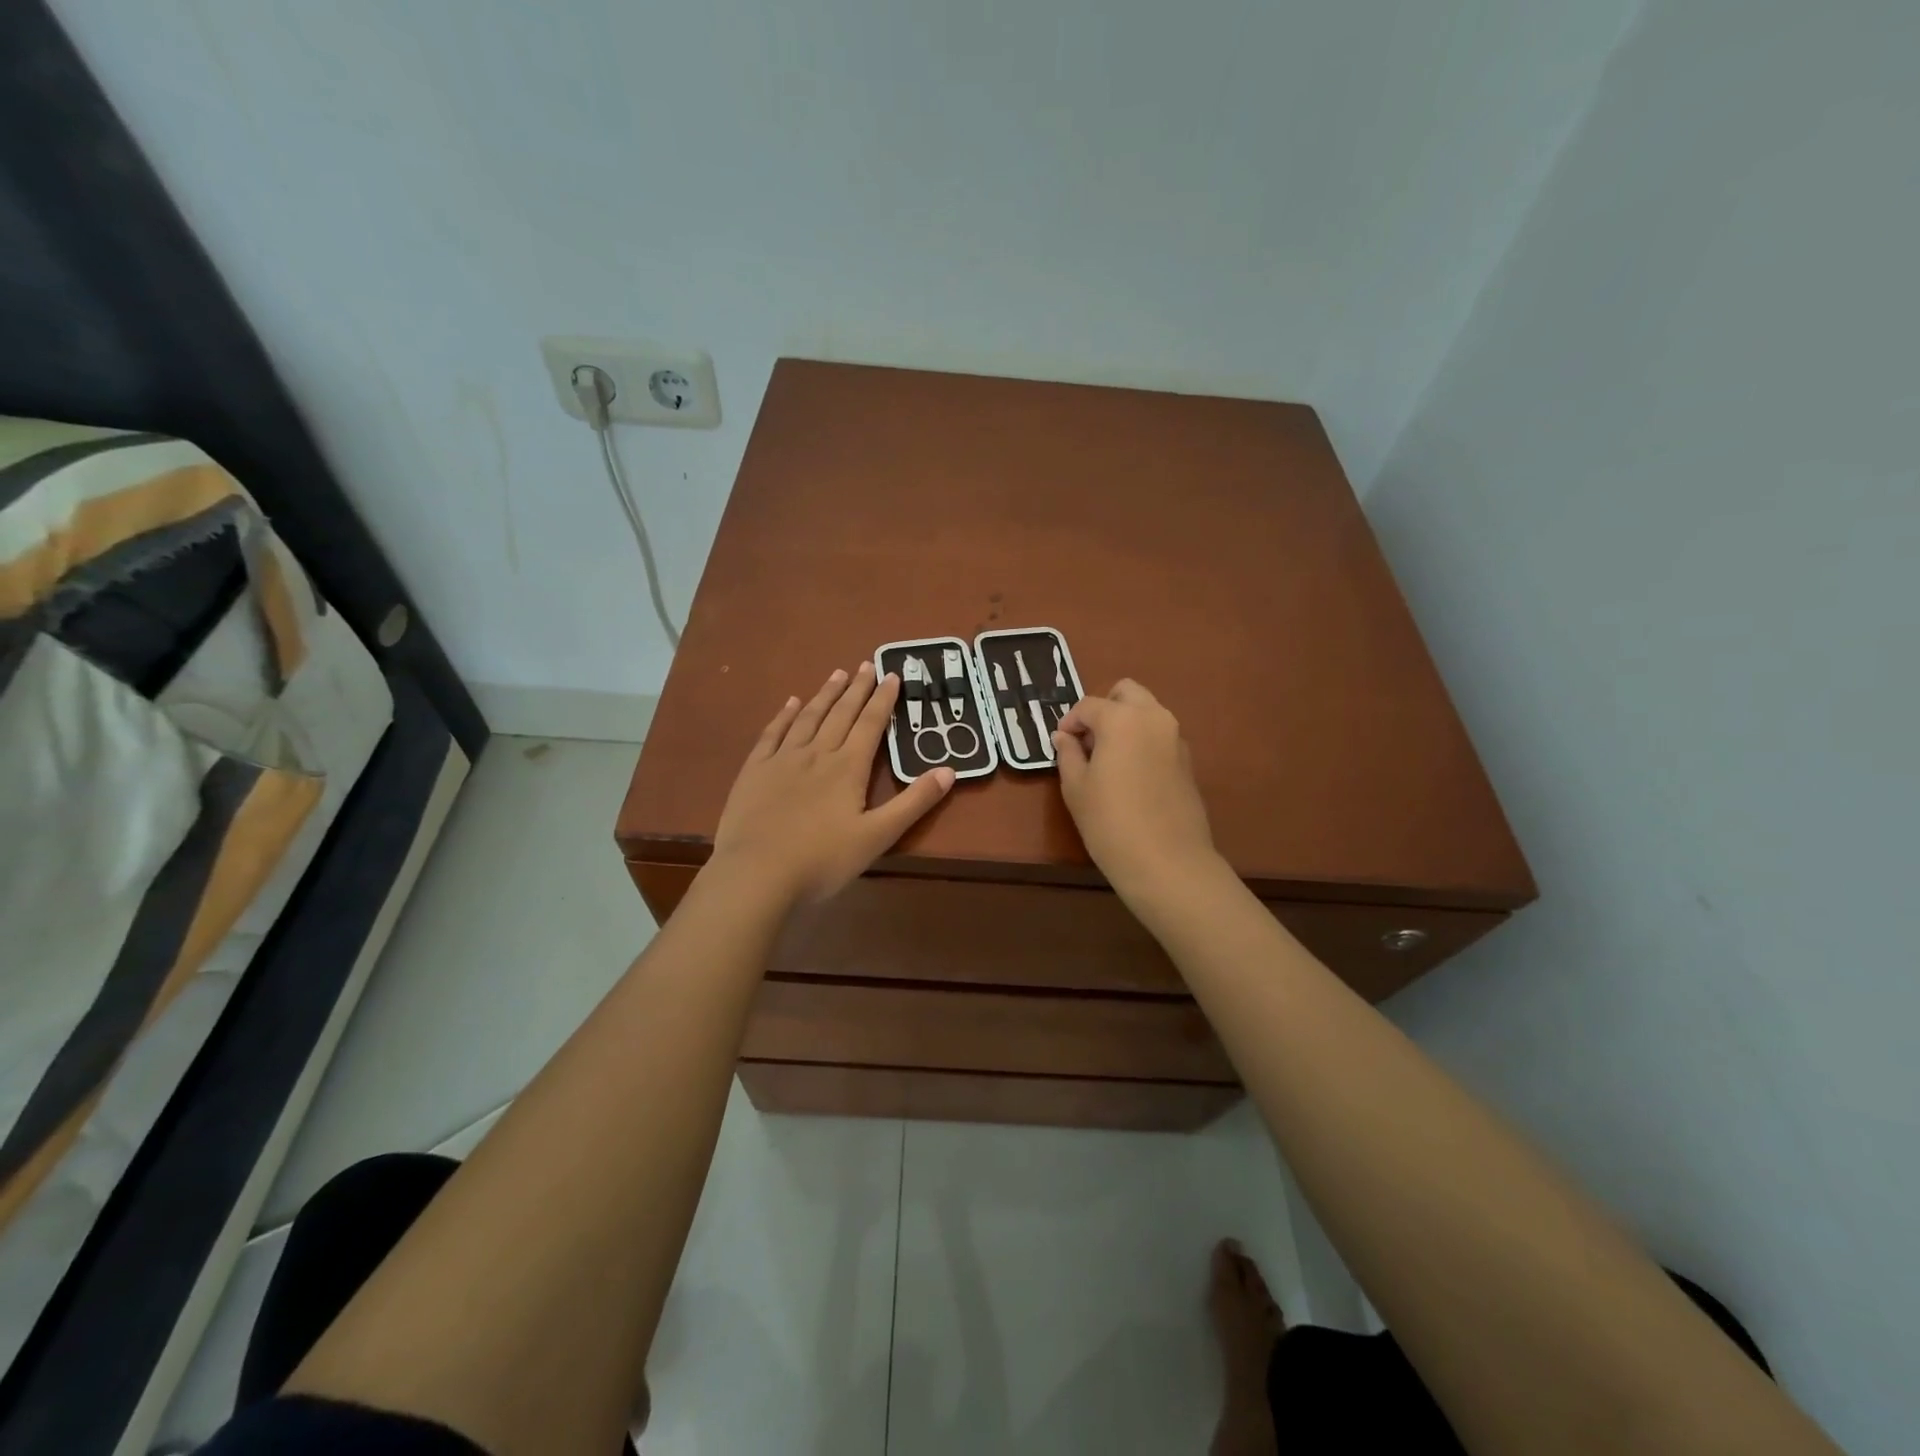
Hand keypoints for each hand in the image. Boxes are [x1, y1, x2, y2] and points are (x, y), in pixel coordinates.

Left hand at [710, 663, 953, 905]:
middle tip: (867, 664)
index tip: (892, 674)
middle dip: (857, 689)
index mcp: (848, 767)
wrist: (756, 874)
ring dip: (825, 695)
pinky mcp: (754, 771)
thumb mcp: (878, 836)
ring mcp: (782, 759)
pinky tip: (792, 703)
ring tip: (837, 674)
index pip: (870, 724)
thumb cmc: (822, 860)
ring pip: (808, 718)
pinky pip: (772, 733)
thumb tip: (949, 770)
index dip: (883, 699)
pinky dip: (784, 715)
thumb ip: (914, 802)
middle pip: (841, 713)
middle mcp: (817, 753)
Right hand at [1053, 679, 1220, 899]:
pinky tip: (1130, 776)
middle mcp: (1154, 718)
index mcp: (1122, 719)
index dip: (1070, 721)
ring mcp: (1176, 738)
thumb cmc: (1110, 822)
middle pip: (1127, 692)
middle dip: (1105, 708)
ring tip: (1108, 759)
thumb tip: (1064, 737)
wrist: (1167, 861)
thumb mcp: (1076, 788)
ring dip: (1126, 723)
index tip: (1061, 742)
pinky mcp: (1188, 760)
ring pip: (1147, 712)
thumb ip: (1068, 754)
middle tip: (1088, 740)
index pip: (1089, 705)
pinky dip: (1143, 741)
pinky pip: (1160, 736)